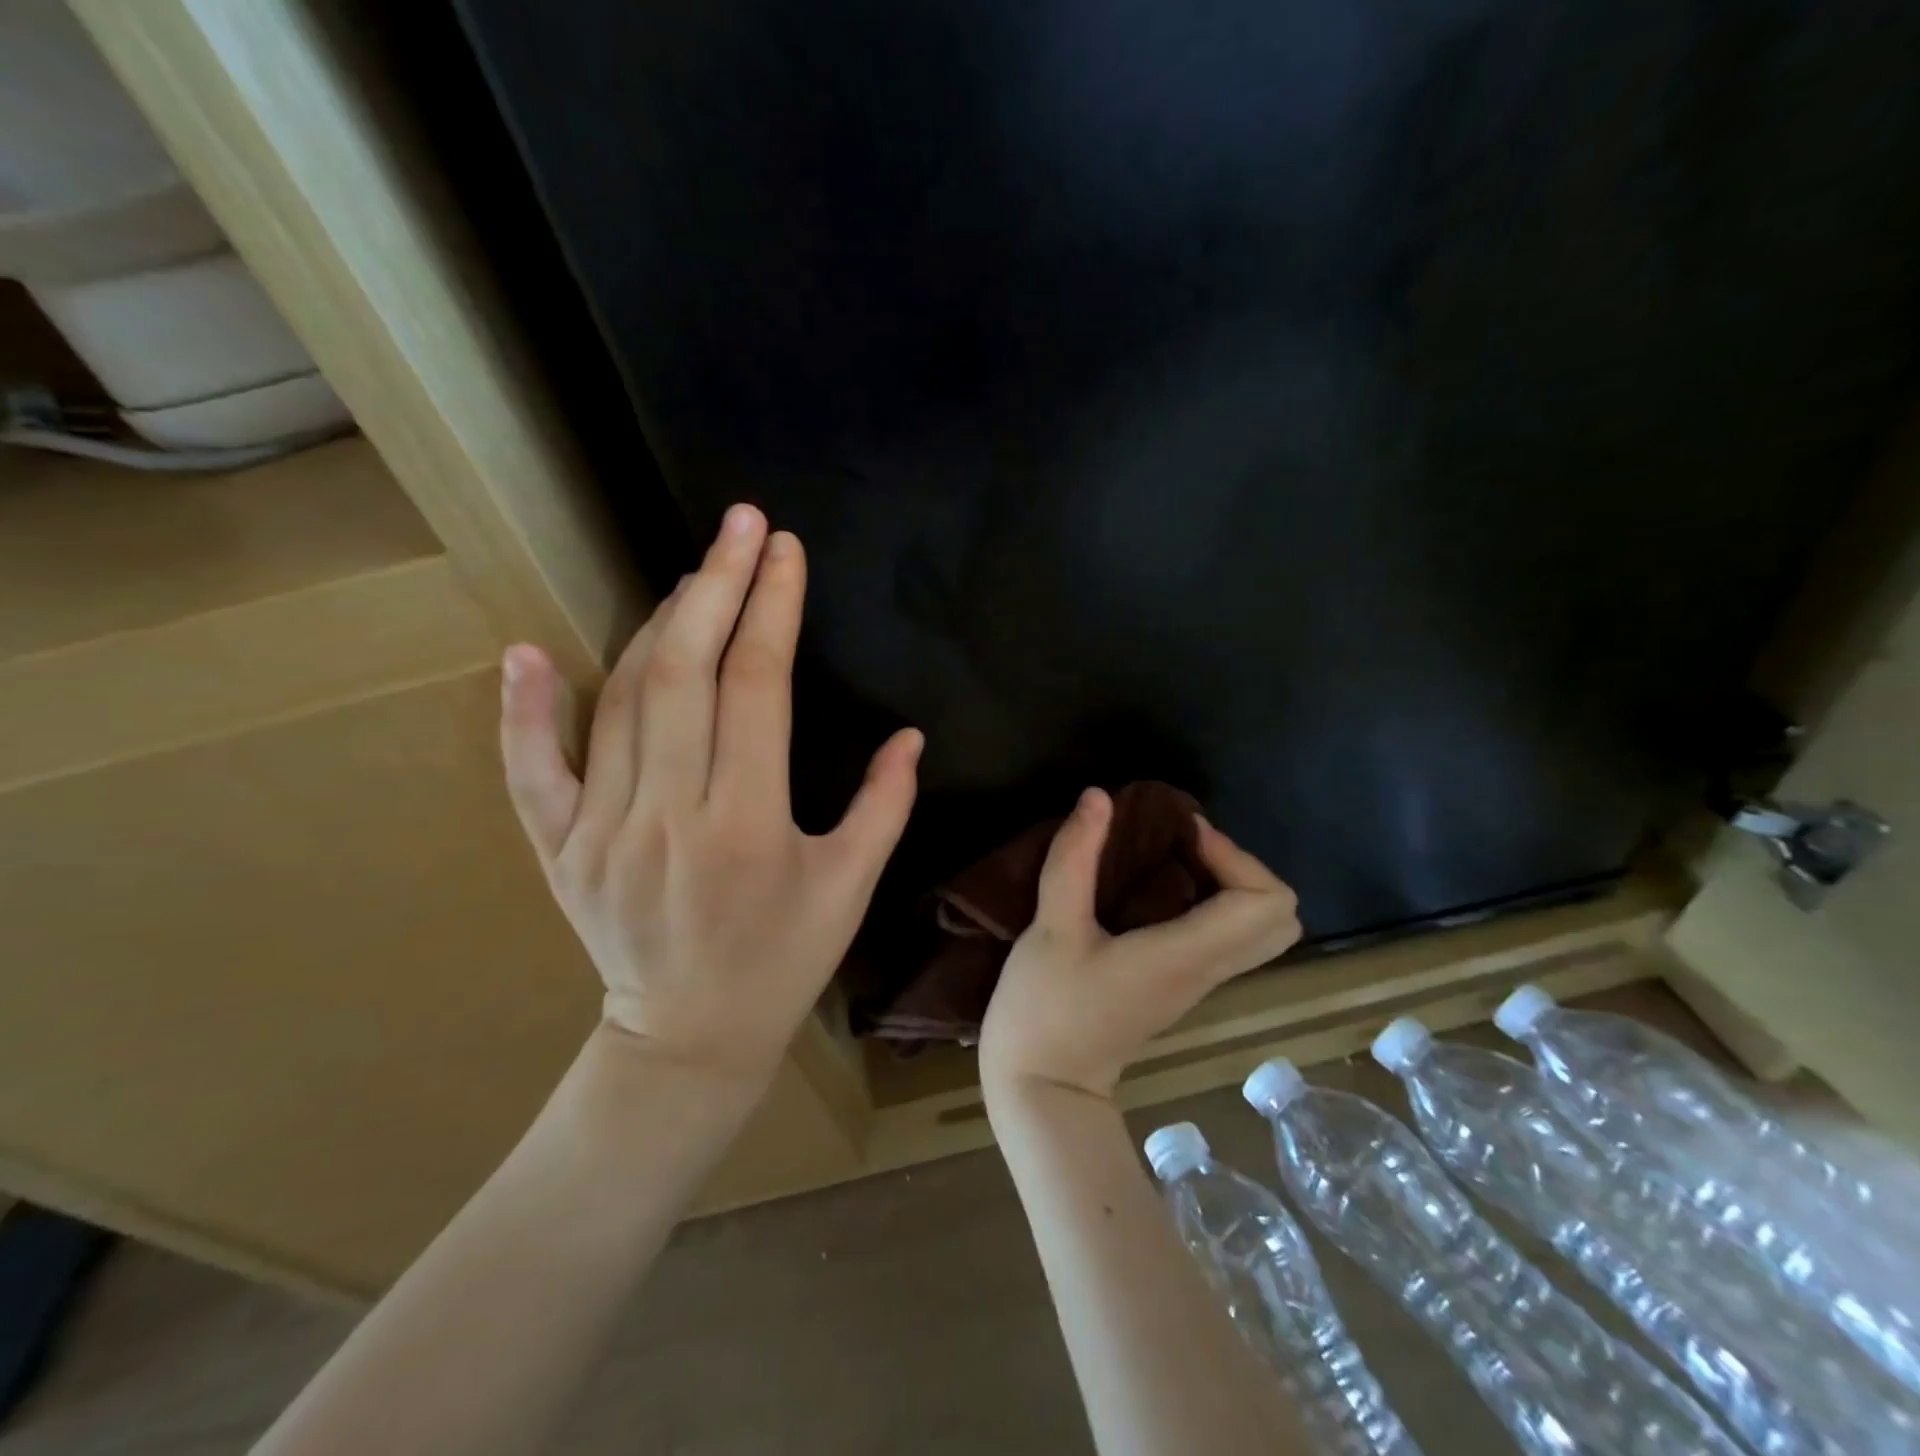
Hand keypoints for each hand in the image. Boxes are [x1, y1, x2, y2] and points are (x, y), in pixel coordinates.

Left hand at [498, 504, 922, 1088]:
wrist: (689, 1038)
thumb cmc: (784, 960)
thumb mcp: (851, 889)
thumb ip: (884, 806)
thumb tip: (909, 734)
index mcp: (748, 826)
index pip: (757, 688)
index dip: (773, 609)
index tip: (785, 551)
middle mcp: (668, 816)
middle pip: (685, 674)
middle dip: (716, 585)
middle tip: (739, 523)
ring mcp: (600, 832)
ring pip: (620, 702)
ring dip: (656, 625)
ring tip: (692, 575)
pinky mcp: (558, 850)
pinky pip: (531, 770)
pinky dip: (524, 711)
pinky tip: (526, 652)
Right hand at [979, 788, 1299, 1100]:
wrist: (1043, 1089)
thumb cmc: (1045, 1010)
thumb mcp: (1050, 928)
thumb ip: (1074, 858)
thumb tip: (1098, 797)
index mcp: (1185, 955)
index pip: (1264, 902)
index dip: (1234, 855)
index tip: (1180, 834)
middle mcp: (1206, 971)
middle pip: (1280, 919)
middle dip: (1242, 868)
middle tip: (1185, 845)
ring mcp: (1196, 984)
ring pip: (1258, 931)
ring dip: (1229, 883)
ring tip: (1171, 858)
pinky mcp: (1179, 987)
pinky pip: (1227, 938)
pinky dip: (1212, 903)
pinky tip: (1156, 888)